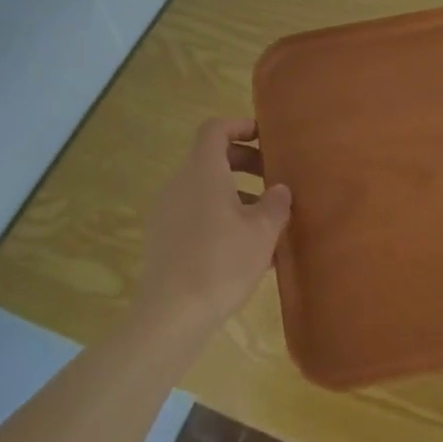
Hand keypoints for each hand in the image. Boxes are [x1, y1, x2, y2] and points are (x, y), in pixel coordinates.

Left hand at [134, 118, 291, 343]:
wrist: (171, 315)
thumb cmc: (222, 262)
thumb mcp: (263, 232)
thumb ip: (275, 204)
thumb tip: (279, 190)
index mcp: (202, 171)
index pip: (215, 129)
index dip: (241, 126)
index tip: (267, 137)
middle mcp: (179, 184)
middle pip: (212, 159)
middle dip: (246, 164)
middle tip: (275, 180)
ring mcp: (167, 213)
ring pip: (206, 190)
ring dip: (237, 195)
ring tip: (268, 221)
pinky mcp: (163, 240)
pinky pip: (196, 215)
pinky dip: (221, 218)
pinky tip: (247, 250)